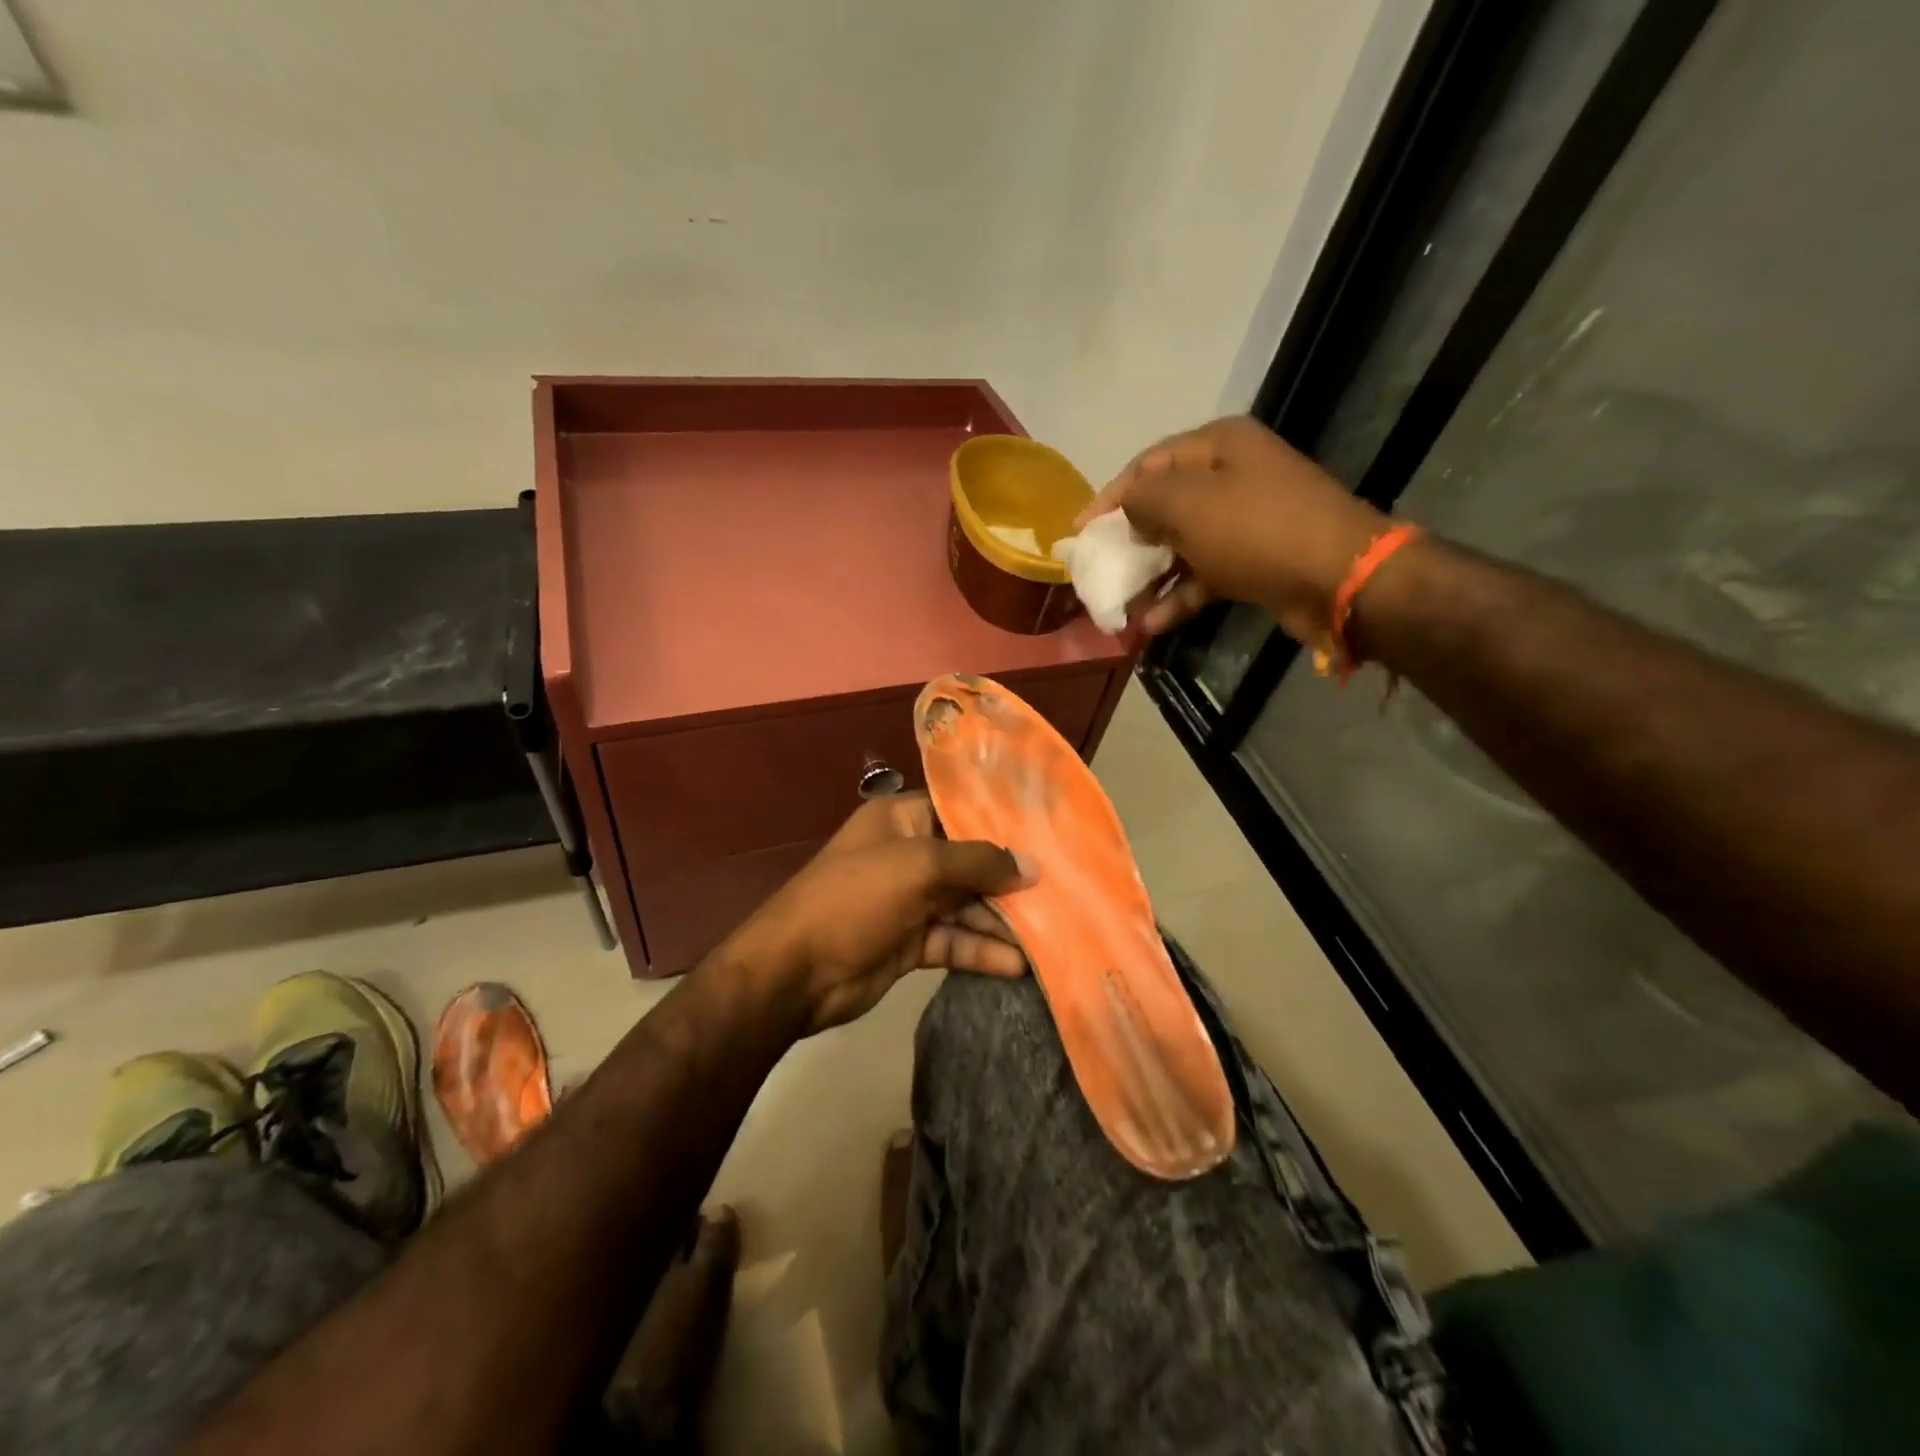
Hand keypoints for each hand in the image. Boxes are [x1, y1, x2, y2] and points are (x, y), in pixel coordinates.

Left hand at [719, 792, 1034, 1035]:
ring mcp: (909, 901)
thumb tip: (1032, 867)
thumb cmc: (856, 898)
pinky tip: (1017, 964)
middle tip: (1061, 889)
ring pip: (966, 905)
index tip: (1048, 832)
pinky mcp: (911, 943)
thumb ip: (978, 863)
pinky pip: (954, 941)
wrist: (795, 973)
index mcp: (900, 820)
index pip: (959, 811)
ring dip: (1002, 920)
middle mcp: (907, 855)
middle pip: (969, 861)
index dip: (1001, 822)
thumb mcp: (918, 866)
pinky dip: (982, 951)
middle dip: (1009, 877)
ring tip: (1051, 931)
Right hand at [1077, 416, 1387, 643]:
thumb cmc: (1256, 530)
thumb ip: (1143, 501)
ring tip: (1118, 605)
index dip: (1109, 497)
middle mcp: (1232, 476)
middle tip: (1098, 568)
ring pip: (1182, 545)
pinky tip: (1150, 624)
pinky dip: (1178, 597)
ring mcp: (1245, 520)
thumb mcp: (1188, 506)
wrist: (1338, 577)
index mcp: (1218, 447)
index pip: (1147, 464)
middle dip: (1128, 540)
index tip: (1079, 532)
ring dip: (1150, 576)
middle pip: (1164, 505)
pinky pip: (1204, 575)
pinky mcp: (1255, 560)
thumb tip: (1128, 512)